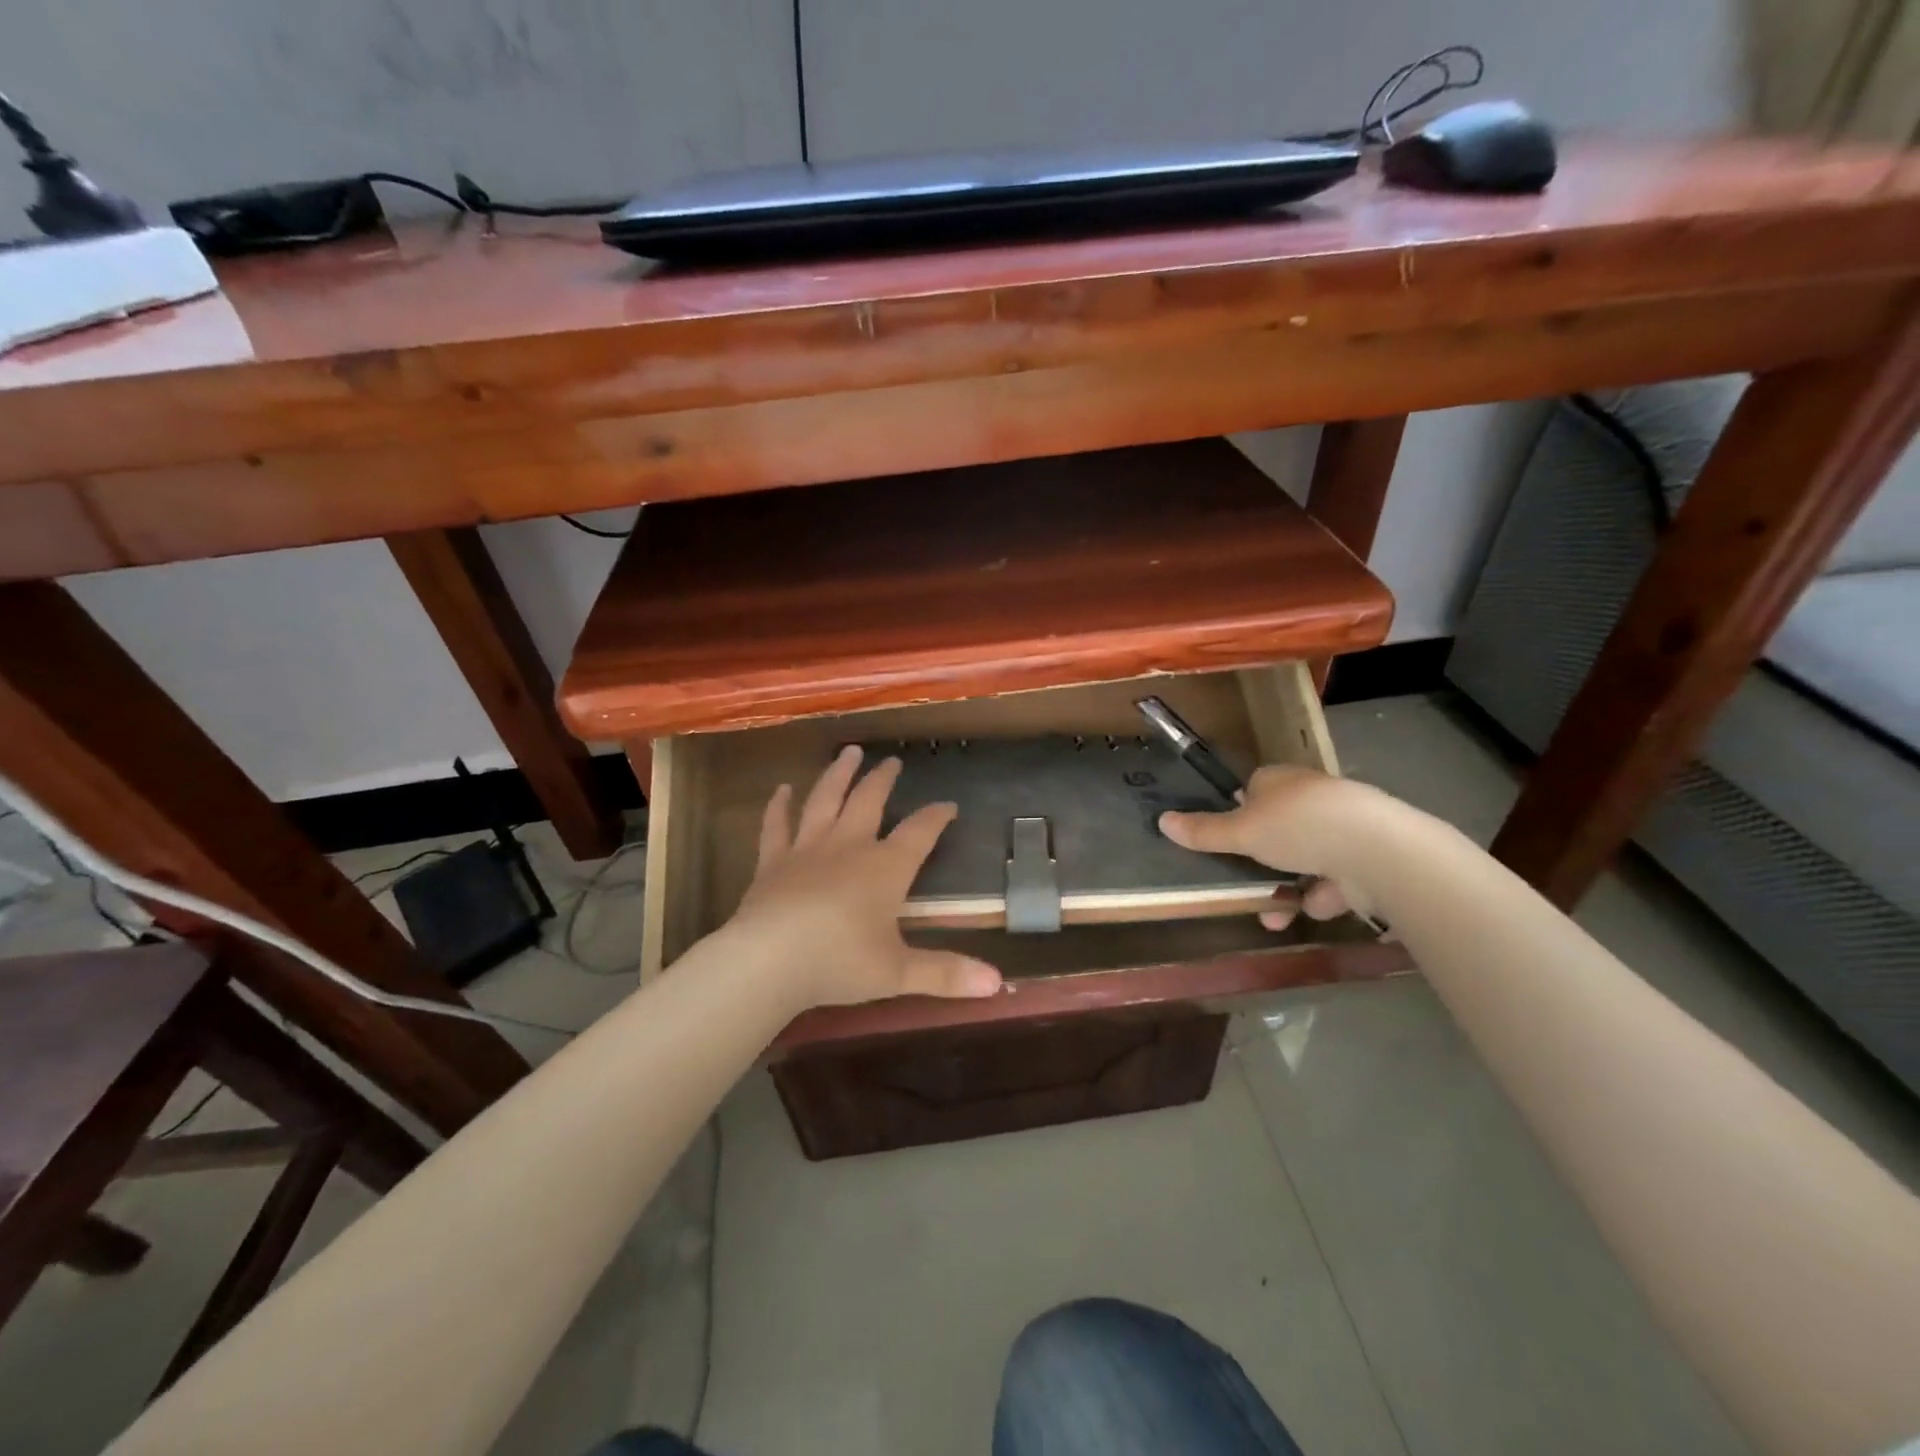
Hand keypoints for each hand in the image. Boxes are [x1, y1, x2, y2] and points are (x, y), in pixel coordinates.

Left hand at [724, 746, 1003, 1009]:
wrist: (769, 960)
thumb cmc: (840, 963)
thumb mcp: (899, 973)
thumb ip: (946, 974)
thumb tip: (998, 984)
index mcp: (885, 869)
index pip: (919, 833)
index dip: (936, 817)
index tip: (949, 805)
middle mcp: (848, 847)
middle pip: (869, 802)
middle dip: (883, 781)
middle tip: (892, 761)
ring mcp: (807, 850)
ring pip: (825, 801)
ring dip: (838, 775)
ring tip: (848, 752)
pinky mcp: (772, 862)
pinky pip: (776, 826)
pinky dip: (779, 806)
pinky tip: (783, 789)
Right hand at [1158, 765, 1382, 930]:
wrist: (1377, 851)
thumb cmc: (1298, 828)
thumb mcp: (1241, 832)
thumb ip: (1204, 831)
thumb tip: (1162, 820)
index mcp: (1282, 781)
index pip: (1256, 786)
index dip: (1242, 811)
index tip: (1232, 837)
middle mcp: (1314, 797)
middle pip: (1281, 825)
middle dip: (1264, 860)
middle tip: (1248, 883)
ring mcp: (1346, 826)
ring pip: (1309, 856)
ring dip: (1292, 886)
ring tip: (1278, 915)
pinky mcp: (1370, 856)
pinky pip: (1338, 877)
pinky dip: (1326, 894)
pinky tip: (1317, 908)